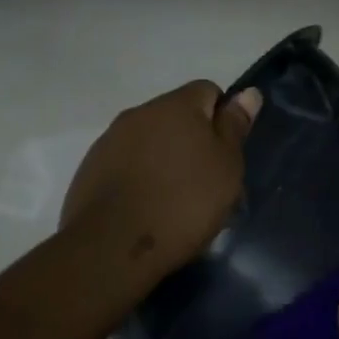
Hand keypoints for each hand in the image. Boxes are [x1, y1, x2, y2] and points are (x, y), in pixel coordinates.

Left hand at [60, 81, 260, 278]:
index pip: (207, 91)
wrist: (112, 246)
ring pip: (149, 140)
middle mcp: (139, 113)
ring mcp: (110, 140)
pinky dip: (139, 177)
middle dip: (192, 141)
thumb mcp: (225, 168)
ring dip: (164, 159)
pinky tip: (146, 207)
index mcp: (176, 105)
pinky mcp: (91, 168)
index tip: (226, 156)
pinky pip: (125, 163)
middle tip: (205, 183)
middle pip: (176, 116)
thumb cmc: (183, 204)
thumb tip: (248, 93)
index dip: (222, 119)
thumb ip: (234, 127)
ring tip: (174, 200)